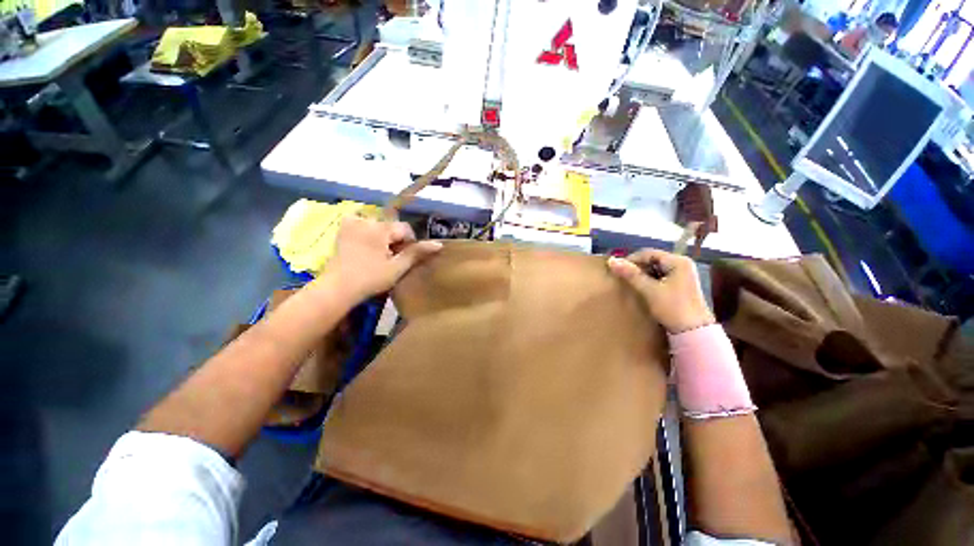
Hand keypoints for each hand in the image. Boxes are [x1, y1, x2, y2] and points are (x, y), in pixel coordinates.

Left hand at [325, 216, 441, 300]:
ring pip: (378, 226)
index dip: (408, 244)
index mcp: (381, 228)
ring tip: (377, 256)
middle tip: (389, 260)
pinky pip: (361, 223)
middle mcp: (366, 220)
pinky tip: (365, 245)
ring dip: (382, 237)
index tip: (403, 259)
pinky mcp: (343, 229)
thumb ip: (417, 253)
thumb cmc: (370, 279)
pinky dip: (367, 231)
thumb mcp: (397, 268)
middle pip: (391, 227)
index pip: (405, 229)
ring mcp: (352, 223)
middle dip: (394, 241)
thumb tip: (439, 244)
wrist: (338, 288)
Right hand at [607, 249, 713, 333]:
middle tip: (623, 277)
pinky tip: (642, 289)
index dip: (631, 260)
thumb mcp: (649, 290)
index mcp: (678, 261)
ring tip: (630, 283)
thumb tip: (611, 260)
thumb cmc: (673, 308)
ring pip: (656, 269)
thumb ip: (631, 274)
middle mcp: (682, 264)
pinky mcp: (681, 286)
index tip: (617, 269)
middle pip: (653, 260)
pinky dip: (650, 281)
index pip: (649, 253)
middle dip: (637, 268)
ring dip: (642, 275)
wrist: (693, 332)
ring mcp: (683, 275)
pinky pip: (661, 277)